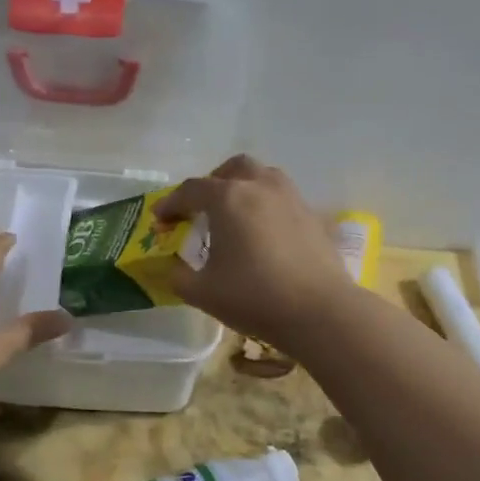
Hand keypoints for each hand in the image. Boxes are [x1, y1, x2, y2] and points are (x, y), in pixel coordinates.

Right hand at [155, 156, 351, 351]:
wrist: (319, 311)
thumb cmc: (254, 297)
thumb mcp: (202, 292)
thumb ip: (179, 276)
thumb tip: (174, 267)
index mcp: (228, 198)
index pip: (191, 190)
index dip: (171, 203)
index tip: (160, 219)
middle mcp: (260, 187)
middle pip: (232, 169)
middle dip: (212, 182)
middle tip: (201, 208)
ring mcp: (291, 198)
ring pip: (263, 176)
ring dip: (244, 187)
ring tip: (235, 215)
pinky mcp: (313, 216)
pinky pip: (283, 198)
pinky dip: (267, 206)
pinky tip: (264, 234)